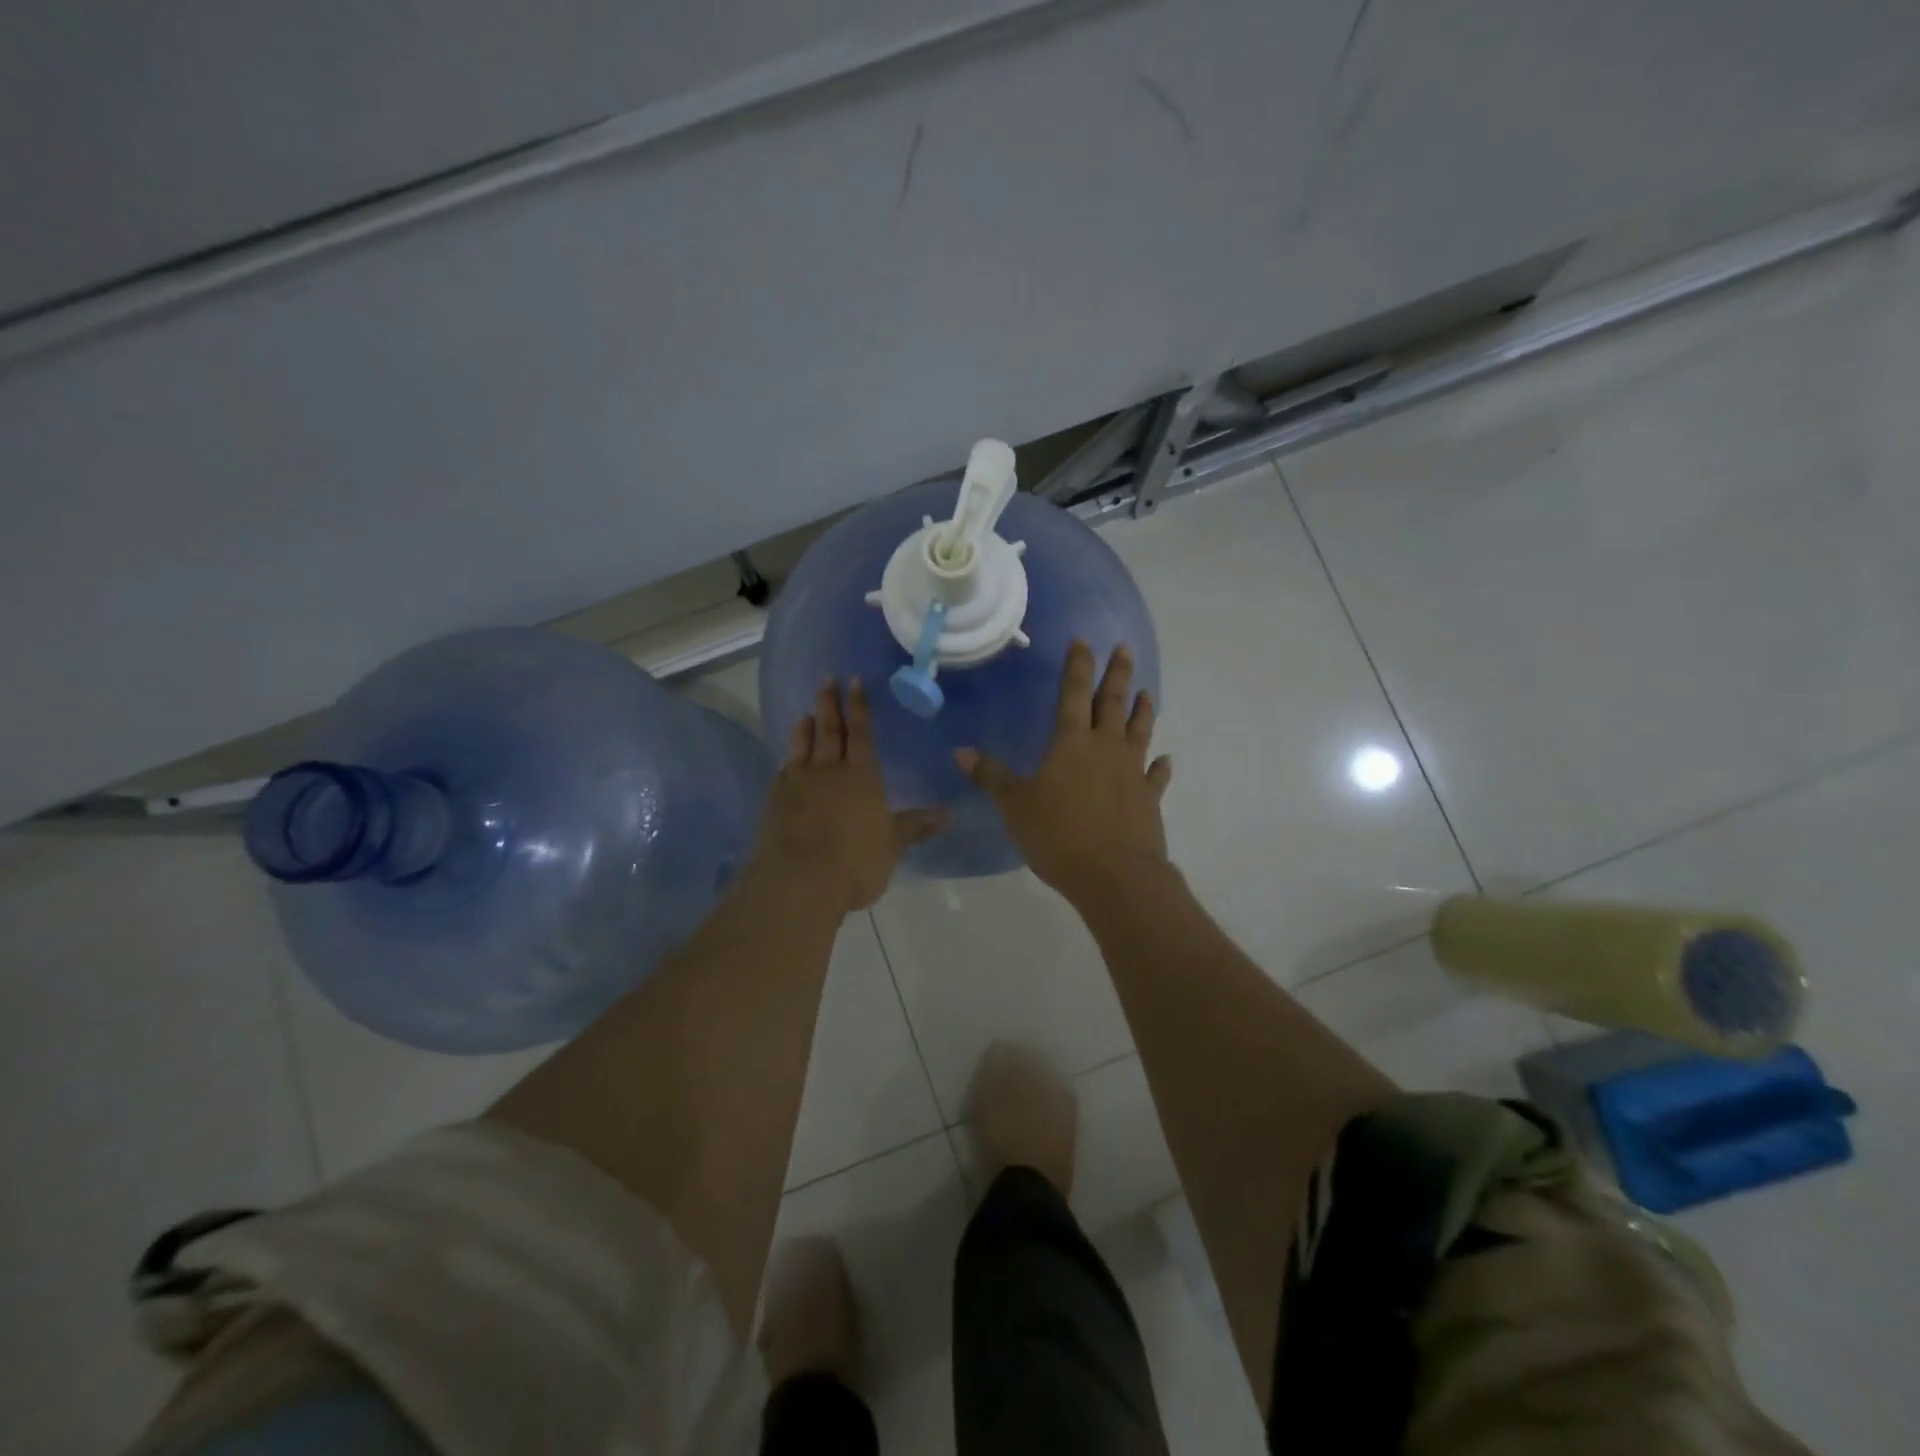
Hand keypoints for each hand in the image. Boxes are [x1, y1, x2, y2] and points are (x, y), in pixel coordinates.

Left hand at [753, 680, 944, 912]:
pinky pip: (784, 771)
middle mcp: (829, 771)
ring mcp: (798, 784)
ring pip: (803, 746)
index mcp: (862, 776)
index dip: (859, 707)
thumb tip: (949, 814)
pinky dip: (789, 759)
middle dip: (830, 704)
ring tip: (807, 713)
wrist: (799, 881)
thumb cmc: (855, 861)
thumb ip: (915, 826)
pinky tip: (788, 761)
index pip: (862, 734)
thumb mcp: (892, 845)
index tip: (854, 681)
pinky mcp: (775, 801)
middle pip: (830, 731)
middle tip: (827, 680)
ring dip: (806, 728)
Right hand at [956, 641, 1172, 904]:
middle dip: (1116, 673)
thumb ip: (991, 776)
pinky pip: (1156, 776)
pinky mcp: (1148, 799)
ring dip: (1142, 710)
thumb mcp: (1015, 805)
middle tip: (1124, 648)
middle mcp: (1106, 748)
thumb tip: (961, 752)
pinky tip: (1165, 760)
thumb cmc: (1058, 835)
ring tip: (1146, 691)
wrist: (1113, 875)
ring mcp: (1132, 772)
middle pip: (1113, 703)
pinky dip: (1160, 767)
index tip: (1083, 641)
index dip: (1078, 666)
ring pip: (1139, 731)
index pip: (1074, 693)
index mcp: (1072, 742)